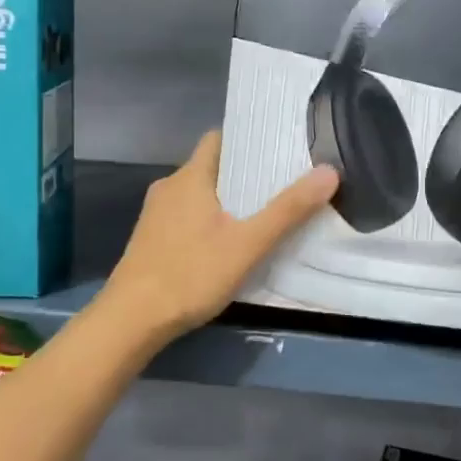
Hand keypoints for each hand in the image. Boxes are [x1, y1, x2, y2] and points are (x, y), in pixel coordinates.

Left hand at [101, 131, 338, 342]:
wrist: (131, 321)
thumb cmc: (190, 274)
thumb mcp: (248, 244)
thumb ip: (288, 210)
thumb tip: (329, 172)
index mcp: (190, 177)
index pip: (220, 139)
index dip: (249, 140)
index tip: (280, 148)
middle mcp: (169, 187)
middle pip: (213, 167)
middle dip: (246, 173)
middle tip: (285, 183)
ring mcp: (156, 215)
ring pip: (201, 194)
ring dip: (229, 199)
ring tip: (265, 212)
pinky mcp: (152, 240)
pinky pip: (189, 217)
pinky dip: (212, 221)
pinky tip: (231, 242)